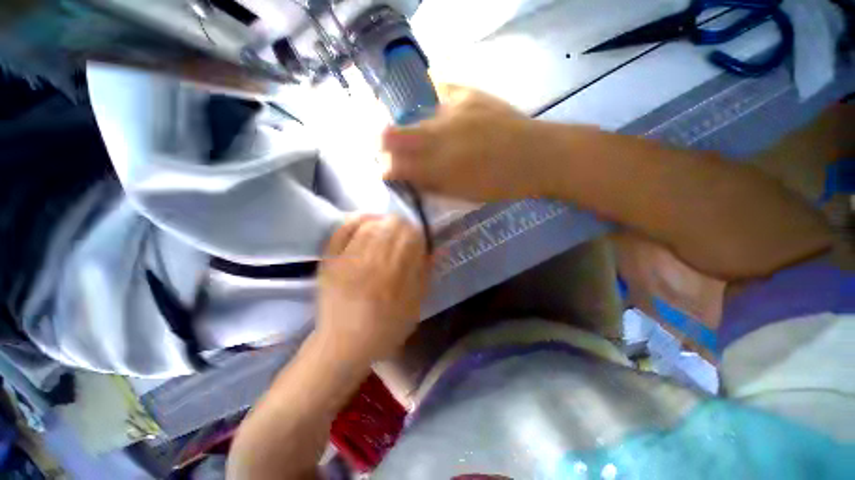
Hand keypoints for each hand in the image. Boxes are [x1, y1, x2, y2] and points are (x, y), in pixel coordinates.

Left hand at [315, 215, 428, 362]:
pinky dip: (358, 219)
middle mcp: (369, 266)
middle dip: (403, 226)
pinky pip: (343, 229)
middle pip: (391, 226)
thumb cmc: (384, 331)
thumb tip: (431, 248)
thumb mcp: (414, 309)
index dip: (417, 233)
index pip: (410, 238)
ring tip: (388, 229)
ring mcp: (346, 261)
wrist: (342, 345)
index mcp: (393, 279)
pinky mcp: (330, 260)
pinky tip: (369, 221)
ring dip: (384, 222)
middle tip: (404, 235)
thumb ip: (423, 276)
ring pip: (370, 224)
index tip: (419, 239)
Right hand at [381, 84, 540, 201]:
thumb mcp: (461, 195)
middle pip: (391, 135)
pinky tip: (442, 113)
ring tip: (429, 136)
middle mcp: (437, 138)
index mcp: (438, 169)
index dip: (386, 170)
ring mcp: (450, 112)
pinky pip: (439, 91)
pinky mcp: (467, 94)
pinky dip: (435, 104)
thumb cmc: (498, 184)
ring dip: (413, 129)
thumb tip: (411, 178)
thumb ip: (432, 186)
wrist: (535, 156)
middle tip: (393, 151)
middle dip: (385, 145)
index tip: (388, 172)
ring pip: (413, 117)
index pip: (394, 167)